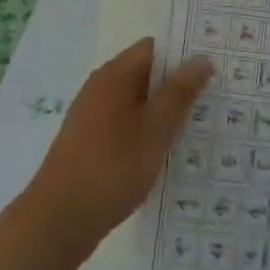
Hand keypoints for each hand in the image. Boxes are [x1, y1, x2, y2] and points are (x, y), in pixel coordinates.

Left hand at [20, 39, 212, 259]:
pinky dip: (145, 132)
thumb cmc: (112, 166)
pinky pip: (125, 124)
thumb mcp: (155, 128)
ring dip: (161, 112)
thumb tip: (201, 58)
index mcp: (115, 74)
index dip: (182, 53)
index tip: (211, 67)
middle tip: (211, 98)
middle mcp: (100, 87)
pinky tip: (163, 153)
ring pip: (136, 102)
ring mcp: (92, 116)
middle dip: (176, 85)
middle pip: (145, 73)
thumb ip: (180, 92)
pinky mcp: (88, 143)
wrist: (58, 221)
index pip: (154, 48)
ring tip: (194, 127)